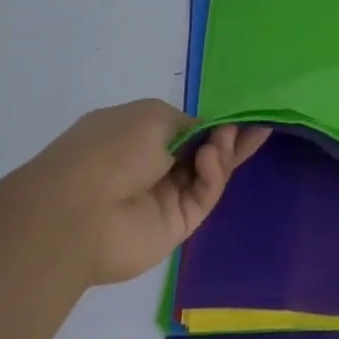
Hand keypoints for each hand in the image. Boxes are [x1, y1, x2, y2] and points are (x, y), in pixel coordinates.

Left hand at [11, 100, 268, 286]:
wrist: (78, 212)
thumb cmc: (109, 149)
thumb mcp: (151, 115)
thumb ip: (188, 123)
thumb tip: (205, 135)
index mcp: (136, 136)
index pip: (184, 129)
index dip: (212, 122)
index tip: (241, 115)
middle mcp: (152, 166)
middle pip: (202, 152)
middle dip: (229, 138)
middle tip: (260, 126)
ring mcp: (165, 197)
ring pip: (208, 173)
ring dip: (221, 153)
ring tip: (227, 138)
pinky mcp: (178, 224)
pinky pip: (204, 195)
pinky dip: (212, 175)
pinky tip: (210, 159)